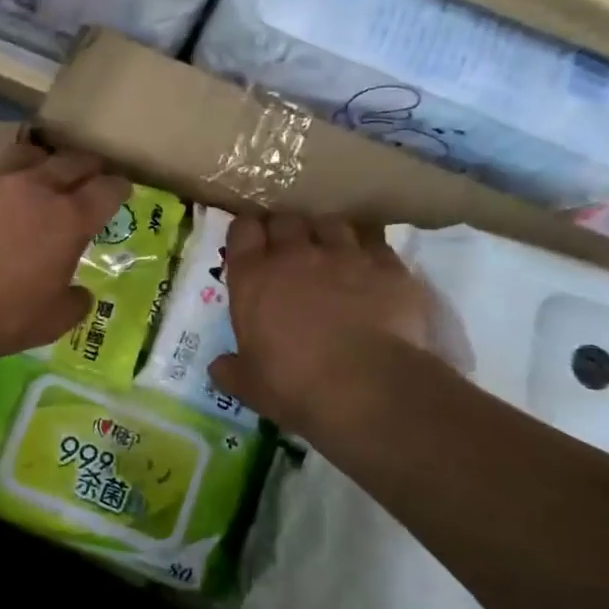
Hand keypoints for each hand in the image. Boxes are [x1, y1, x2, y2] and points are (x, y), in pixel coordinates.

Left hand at [0, 144, 130, 367]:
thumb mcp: (50, 324)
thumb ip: (74, 304)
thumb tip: (81, 293)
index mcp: (68, 220)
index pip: (107, 190)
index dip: (119, 189)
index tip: (122, 191)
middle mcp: (35, 188)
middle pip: (71, 162)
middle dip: (86, 167)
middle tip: (89, 175)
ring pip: (26, 153)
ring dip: (40, 161)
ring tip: (38, 171)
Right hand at [209, 213, 439, 435]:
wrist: (370, 388)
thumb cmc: (296, 386)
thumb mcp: (251, 386)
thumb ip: (231, 370)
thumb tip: (219, 367)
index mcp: (254, 278)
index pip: (242, 231)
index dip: (246, 234)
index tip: (250, 246)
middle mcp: (296, 255)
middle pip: (286, 220)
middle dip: (285, 232)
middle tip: (289, 252)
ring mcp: (345, 255)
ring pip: (331, 224)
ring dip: (327, 235)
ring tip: (332, 255)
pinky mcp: (389, 266)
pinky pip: (375, 244)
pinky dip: (369, 252)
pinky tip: (371, 270)